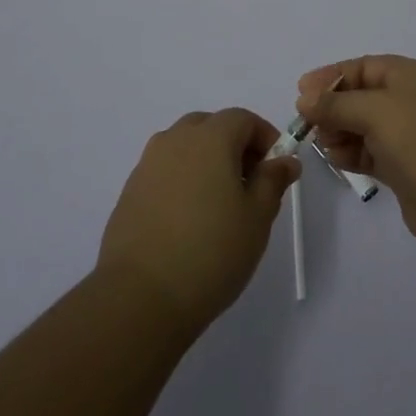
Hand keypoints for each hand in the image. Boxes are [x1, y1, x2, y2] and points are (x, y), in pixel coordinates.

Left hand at [96, 108, 299, 335]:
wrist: (140, 296)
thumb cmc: (211, 251)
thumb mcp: (258, 218)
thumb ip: (273, 181)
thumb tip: (285, 160)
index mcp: (210, 137)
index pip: (243, 119)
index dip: (265, 137)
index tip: (276, 169)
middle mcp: (176, 139)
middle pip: (211, 126)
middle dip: (234, 146)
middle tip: (249, 185)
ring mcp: (148, 164)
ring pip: (185, 147)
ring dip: (206, 162)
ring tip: (218, 205)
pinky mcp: (130, 191)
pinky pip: (165, 171)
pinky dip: (182, 181)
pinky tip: (188, 220)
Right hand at [299, 56, 415, 255]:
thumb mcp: (376, 111)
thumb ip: (336, 104)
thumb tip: (305, 99)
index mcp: (413, 76)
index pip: (365, 66)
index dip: (332, 76)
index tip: (301, 92)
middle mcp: (414, 101)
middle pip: (363, 96)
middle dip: (333, 107)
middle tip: (307, 123)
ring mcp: (412, 136)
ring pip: (365, 126)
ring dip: (340, 132)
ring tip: (322, 144)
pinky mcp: (408, 168)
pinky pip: (372, 152)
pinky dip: (352, 153)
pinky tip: (336, 160)